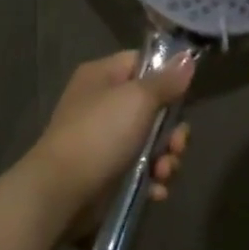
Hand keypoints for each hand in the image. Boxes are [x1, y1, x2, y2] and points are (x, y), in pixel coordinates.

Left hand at [25, 51, 194, 229]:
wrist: (62, 191)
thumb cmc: (100, 134)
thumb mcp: (137, 100)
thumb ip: (166, 81)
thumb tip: (187, 58)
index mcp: (102, 76)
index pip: (141, 63)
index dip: (166, 76)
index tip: (185, 94)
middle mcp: (102, 104)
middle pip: (153, 108)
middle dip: (172, 131)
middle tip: (176, 145)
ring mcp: (104, 140)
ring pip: (151, 142)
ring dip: (165, 159)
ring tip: (163, 173)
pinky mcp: (108, 172)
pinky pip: (140, 169)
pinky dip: (151, 179)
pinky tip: (156, 190)